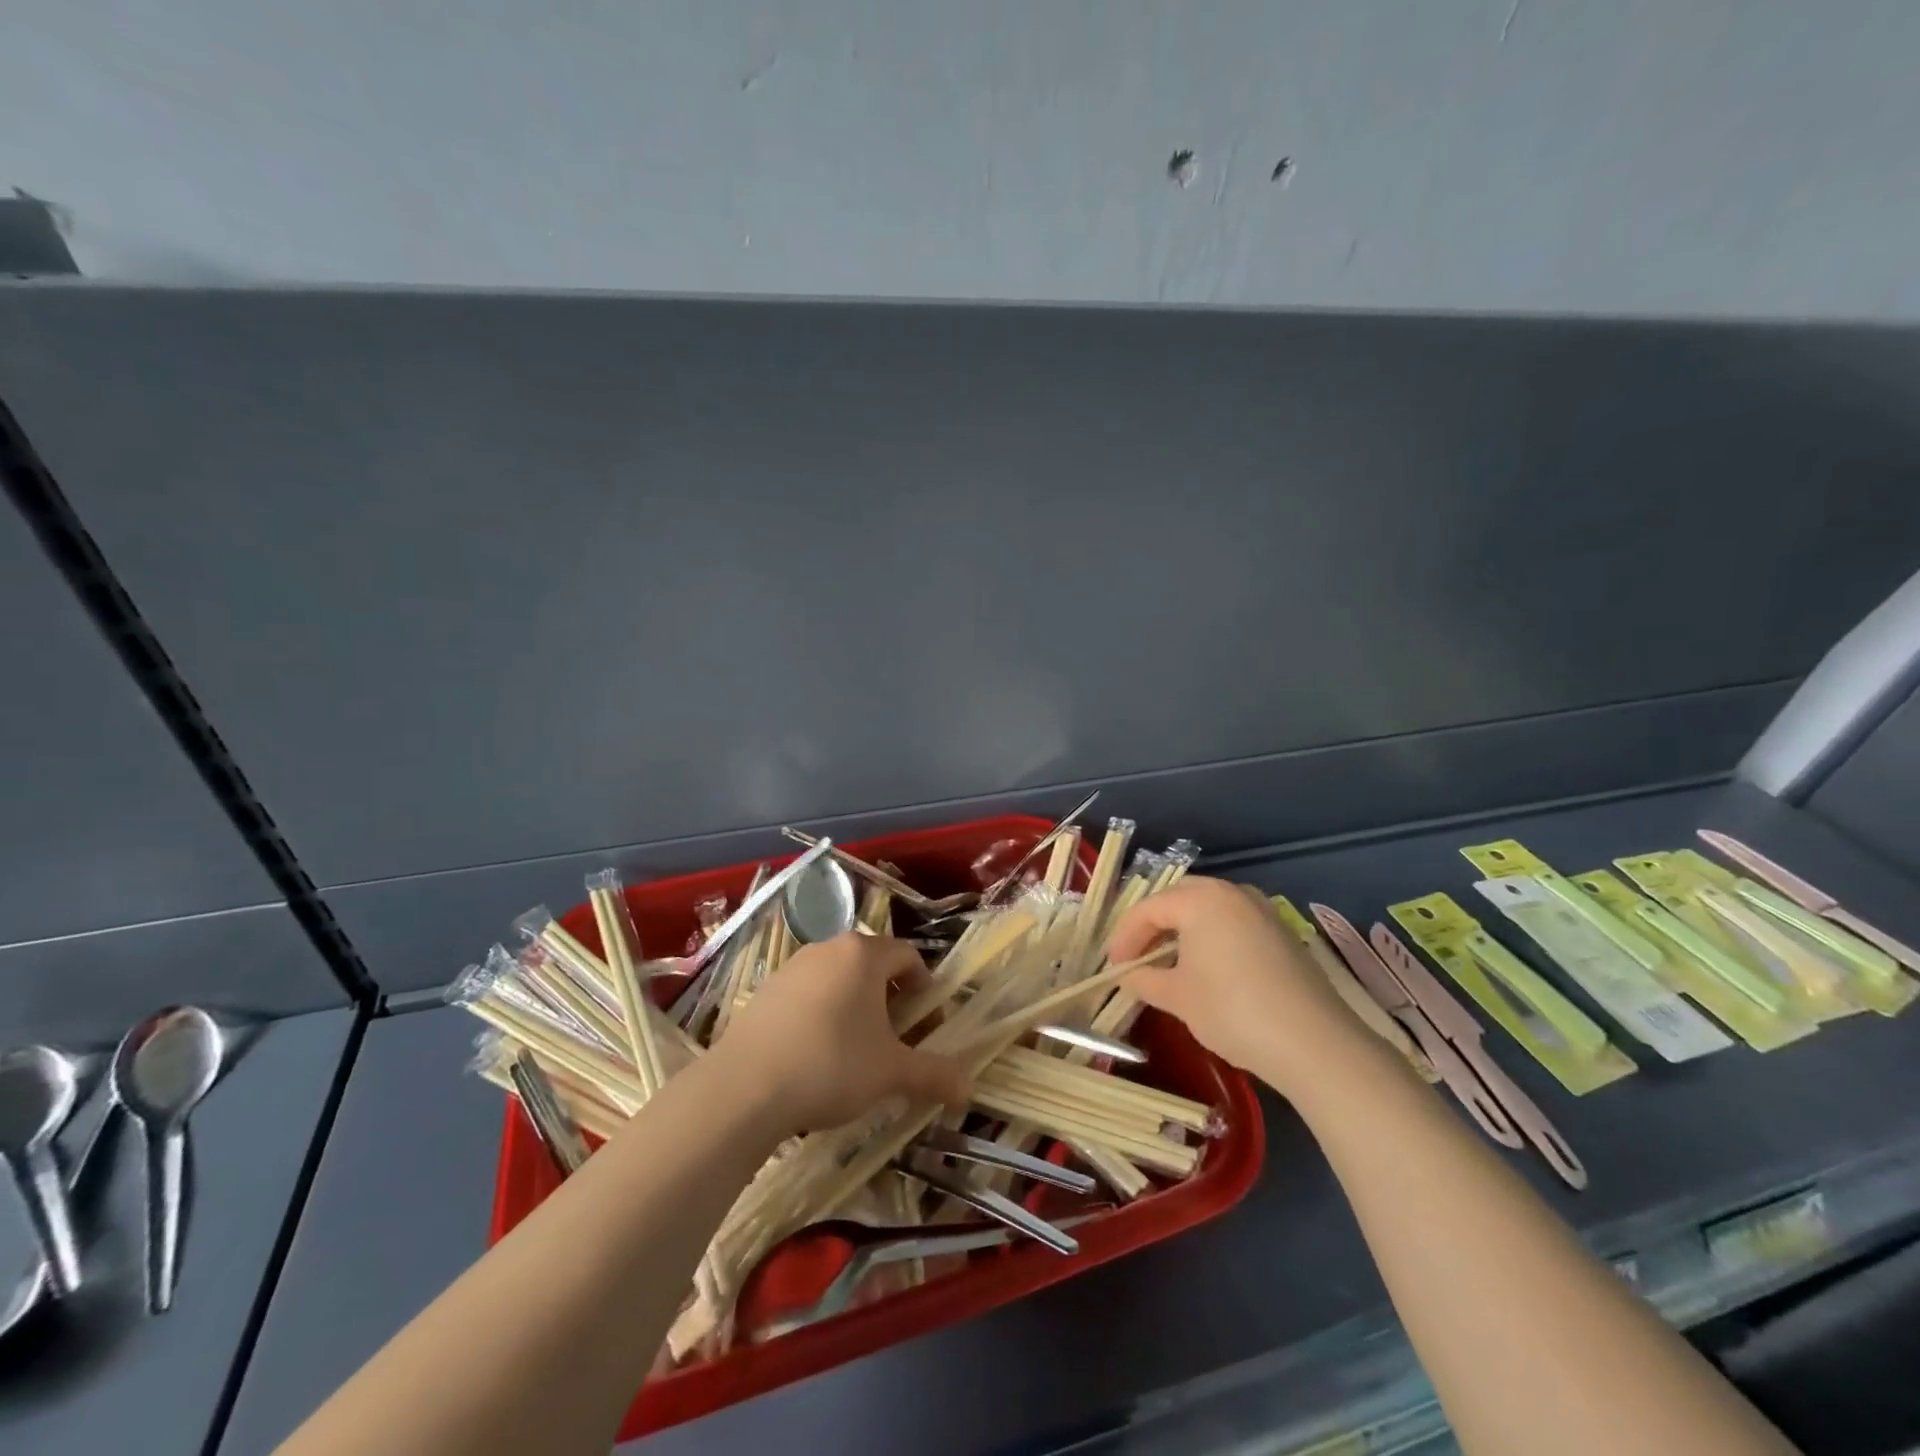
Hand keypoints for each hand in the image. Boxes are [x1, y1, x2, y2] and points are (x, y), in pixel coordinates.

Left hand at [717, 933, 968, 1135]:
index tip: (927, 1025)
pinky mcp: (765, 990)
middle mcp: (829, 948)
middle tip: (896, 1041)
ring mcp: (792, 966)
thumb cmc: (831, 1065)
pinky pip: (808, 994)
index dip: (925, 989)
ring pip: (839, 979)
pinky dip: (822, 1014)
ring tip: (856, 1051)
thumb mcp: (891, 1073)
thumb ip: (935, 1075)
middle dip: (891, 999)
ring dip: (856, 1007)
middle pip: (873, 965)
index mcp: (864, 954)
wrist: (744, 1088)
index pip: (908, 956)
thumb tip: (969, 1088)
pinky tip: (816, 1056)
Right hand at [1107, 877, 1371, 1089]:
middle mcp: (1231, 892)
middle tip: (1137, 956)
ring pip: (1208, 908)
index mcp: (1200, 898)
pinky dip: (1211, 937)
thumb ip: (1144, 979)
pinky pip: (1233, 922)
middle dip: (1153, 925)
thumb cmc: (1232, 1010)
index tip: (1113, 965)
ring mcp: (1261, 909)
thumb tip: (1127, 974)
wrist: (1314, 1042)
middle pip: (1178, 898)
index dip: (1124, 936)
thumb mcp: (1177, 997)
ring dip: (1183, 930)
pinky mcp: (1281, 932)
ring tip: (1169, 962)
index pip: (1148, 908)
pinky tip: (1207, 968)